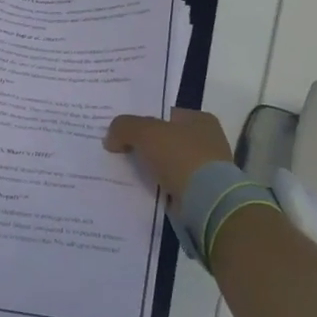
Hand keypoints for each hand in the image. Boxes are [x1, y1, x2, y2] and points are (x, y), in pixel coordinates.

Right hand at [104, 108, 232, 211]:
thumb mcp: (145, 132)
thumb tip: (110, 138)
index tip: (119, 130)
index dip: (140, 120)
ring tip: (121, 171)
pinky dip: (155, 187)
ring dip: (148, 168)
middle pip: (164, 139)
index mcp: (199, 120)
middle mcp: (206, 141)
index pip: (164, 115)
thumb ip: (124, 127)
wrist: (206, 201)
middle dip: (142, 145)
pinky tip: (136, 188)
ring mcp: (204, 169)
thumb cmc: (180, 156)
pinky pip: (169, 185)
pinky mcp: (199, 193)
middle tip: (116, 149)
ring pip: (165, 163)